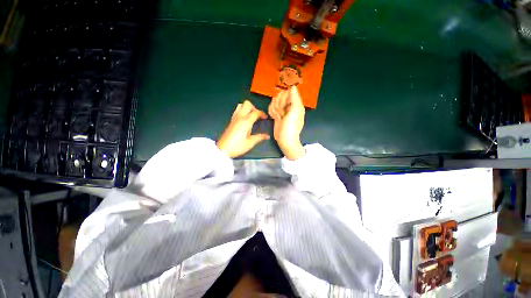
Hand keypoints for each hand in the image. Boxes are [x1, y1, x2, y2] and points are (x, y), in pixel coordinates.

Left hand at [217, 100, 269, 157]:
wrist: (223, 149)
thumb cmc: (237, 146)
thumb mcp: (250, 143)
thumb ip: (259, 137)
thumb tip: (267, 136)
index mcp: (246, 122)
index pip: (256, 112)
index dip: (262, 114)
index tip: (265, 118)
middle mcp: (240, 117)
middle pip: (247, 104)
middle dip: (254, 108)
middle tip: (257, 116)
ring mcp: (234, 118)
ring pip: (241, 105)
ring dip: (247, 108)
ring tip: (251, 116)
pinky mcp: (231, 121)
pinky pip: (237, 111)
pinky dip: (242, 111)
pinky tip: (245, 120)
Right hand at [268, 86, 305, 159]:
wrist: (285, 140)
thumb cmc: (291, 127)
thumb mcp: (295, 112)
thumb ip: (295, 98)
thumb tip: (293, 86)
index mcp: (295, 103)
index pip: (287, 92)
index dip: (284, 98)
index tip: (284, 107)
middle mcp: (289, 105)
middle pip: (280, 95)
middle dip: (278, 104)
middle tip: (282, 114)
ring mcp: (282, 110)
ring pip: (274, 101)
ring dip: (275, 109)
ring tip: (279, 117)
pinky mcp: (276, 114)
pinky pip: (271, 107)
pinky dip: (271, 112)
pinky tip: (274, 117)